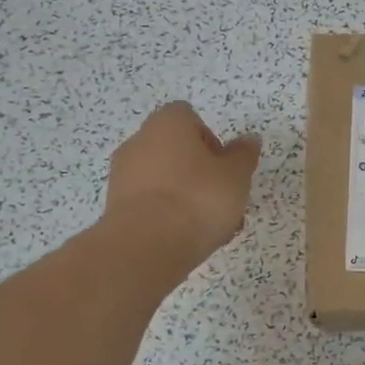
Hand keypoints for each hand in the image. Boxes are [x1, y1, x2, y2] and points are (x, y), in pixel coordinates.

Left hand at [105, 102, 261, 270]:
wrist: (146, 247)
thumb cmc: (197, 199)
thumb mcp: (236, 175)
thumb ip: (244, 155)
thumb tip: (248, 140)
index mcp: (167, 124)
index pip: (189, 117)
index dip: (210, 140)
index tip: (223, 167)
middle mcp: (139, 142)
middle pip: (176, 150)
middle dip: (200, 172)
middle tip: (221, 198)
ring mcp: (123, 175)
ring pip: (164, 180)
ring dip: (186, 196)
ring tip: (210, 227)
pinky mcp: (116, 207)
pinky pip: (150, 203)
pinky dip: (167, 215)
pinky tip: (186, 238)